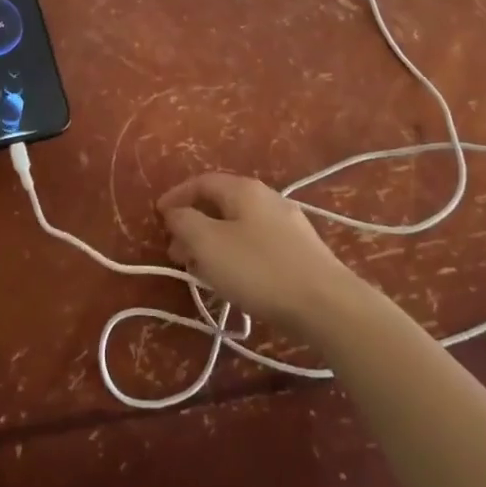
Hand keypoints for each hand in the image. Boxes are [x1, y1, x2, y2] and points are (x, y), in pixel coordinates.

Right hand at [158, 173, 365, 340]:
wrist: (327, 305)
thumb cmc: (260, 270)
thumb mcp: (209, 244)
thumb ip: (185, 223)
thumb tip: (175, 212)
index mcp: (244, 189)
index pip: (201, 182)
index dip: (176, 197)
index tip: (158, 217)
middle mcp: (267, 198)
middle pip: (221, 204)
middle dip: (193, 224)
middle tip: (175, 251)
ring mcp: (288, 224)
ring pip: (238, 226)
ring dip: (213, 242)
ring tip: (199, 270)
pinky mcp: (300, 251)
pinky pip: (256, 243)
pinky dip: (235, 254)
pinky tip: (233, 279)